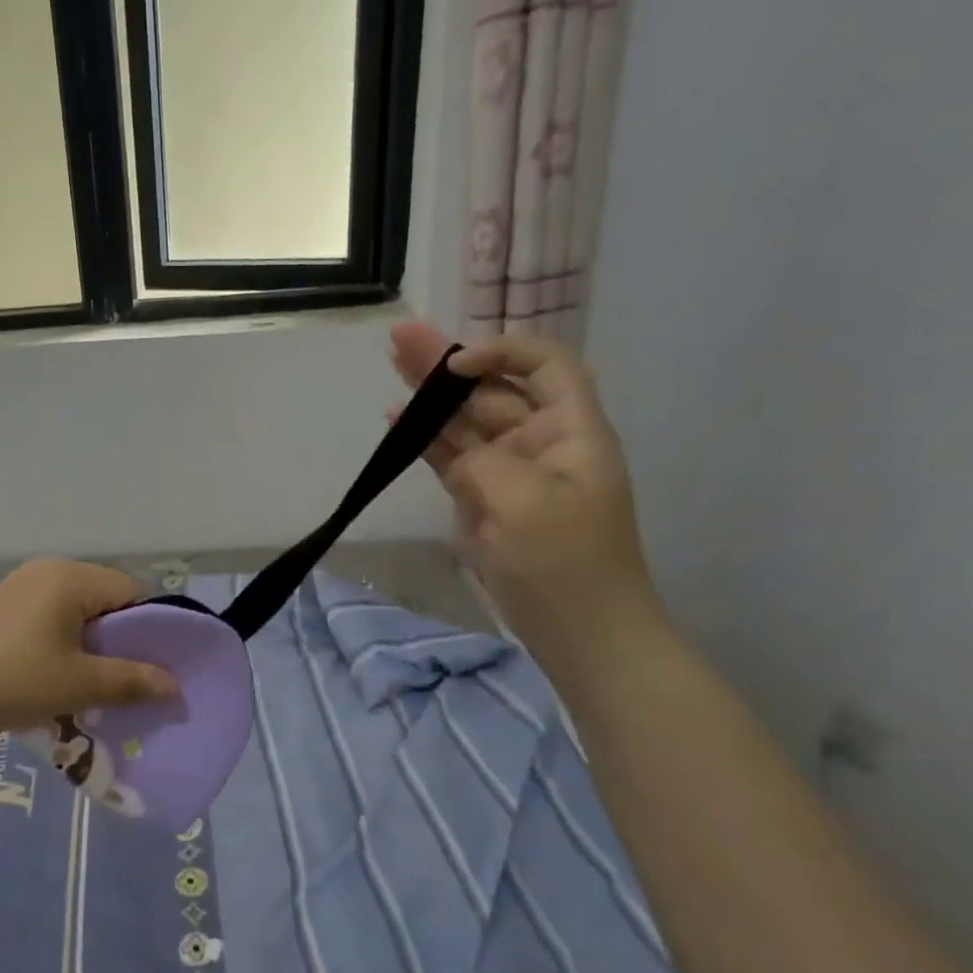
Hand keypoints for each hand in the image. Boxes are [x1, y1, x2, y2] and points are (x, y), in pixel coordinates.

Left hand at [0, 560, 179, 738]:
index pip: (133, 591)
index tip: (154, 665)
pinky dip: (65, 637)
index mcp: (72, 577)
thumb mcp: (79, 684)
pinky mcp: (4, 603)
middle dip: (120, 636)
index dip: (151, 628)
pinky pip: (52, 612)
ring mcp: (22, 583)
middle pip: (105, 596)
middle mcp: (49, 569)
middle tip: (125, 676)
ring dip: (92, 639)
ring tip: (91, 678)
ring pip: (78, 606)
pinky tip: (57, 670)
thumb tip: (175, 687)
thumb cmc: (14, 680)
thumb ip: (132, 681)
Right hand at [389, 321, 664, 654]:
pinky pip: (451, 458)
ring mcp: (507, 473)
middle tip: (401, 339)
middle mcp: (539, 443)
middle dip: (448, 364)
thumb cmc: (567, 564)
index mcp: (570, 432)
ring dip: (430, 396)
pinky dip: (425, 439)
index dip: (502, 352)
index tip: (457, 365)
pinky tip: (397, 421)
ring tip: (392, 363)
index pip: (544, 366)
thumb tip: (448, 443)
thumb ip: (484, 461)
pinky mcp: (483, 500)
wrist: (580, 633)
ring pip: (464, 422)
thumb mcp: (527, 504)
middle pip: (492, 390)